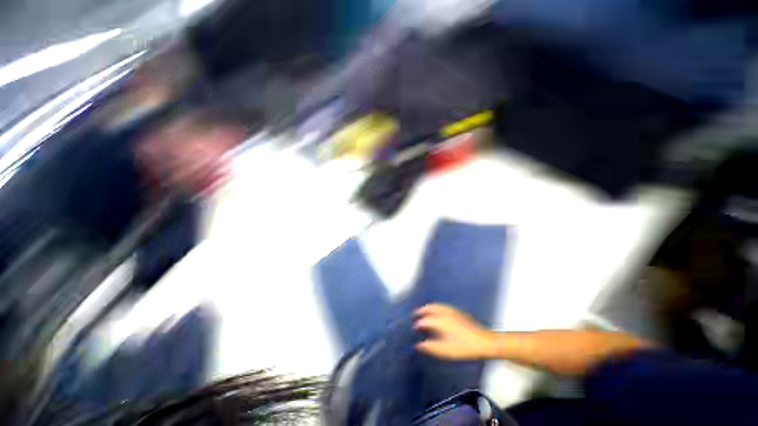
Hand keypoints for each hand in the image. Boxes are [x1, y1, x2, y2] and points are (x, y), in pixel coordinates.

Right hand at [413, 303, 497, 359]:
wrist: (484, 341)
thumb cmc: (464, 347)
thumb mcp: (446, 350)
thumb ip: (431, 347)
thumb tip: (418, 345)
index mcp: (440, 321)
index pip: (424, 320)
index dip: (418, 324)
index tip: (414, 328)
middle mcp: (444, 312)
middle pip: (429, 308)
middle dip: (421, 311)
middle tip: (415, 315)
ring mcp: (451, 310)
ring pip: (436, 305)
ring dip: (428, 307)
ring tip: (424, 312)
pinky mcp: (457, 311)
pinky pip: (442, 306)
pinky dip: (436, 307)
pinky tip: (437, 312)